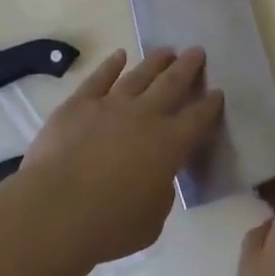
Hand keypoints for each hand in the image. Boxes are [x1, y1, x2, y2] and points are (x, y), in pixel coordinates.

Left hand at [18, 47, 222, 271]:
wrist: (56, 209)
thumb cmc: (110, 225)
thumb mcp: (152, 221)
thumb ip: (160, 194)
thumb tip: (157, 178)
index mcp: (169, 145)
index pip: (198, 118)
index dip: (210, 104)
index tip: (218, 91)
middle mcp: (145, 116)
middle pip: (172, 84)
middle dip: (187, 67)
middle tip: (197, 51)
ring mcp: (111, 105)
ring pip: (139, 75)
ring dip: (155, 61)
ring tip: (167, 50)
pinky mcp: (79, 104)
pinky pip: (99, 78)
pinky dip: (111, 65)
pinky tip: (119, 55)